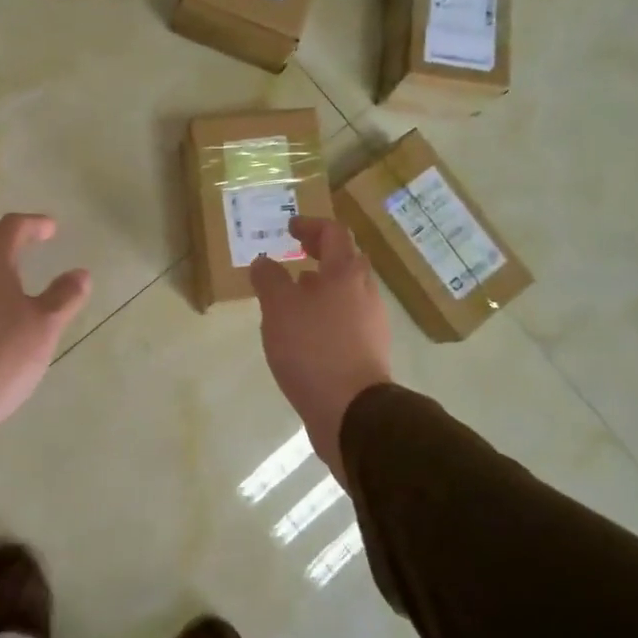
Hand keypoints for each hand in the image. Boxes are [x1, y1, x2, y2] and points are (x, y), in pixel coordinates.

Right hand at [250, 216, 391, 477]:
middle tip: (294, 257)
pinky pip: (346, 321)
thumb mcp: (279, 308)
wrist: (351, 411)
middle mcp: (366, 292)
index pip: (333, 233)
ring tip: (293, 297)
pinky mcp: (369, 352)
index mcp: (347, 273)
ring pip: (346, 293)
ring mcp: (372, 324)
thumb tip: (265, 262)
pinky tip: (304, 334)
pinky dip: (326, 315)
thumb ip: (269, 279)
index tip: (290, 227)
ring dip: (322, 287)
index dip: (310, 226)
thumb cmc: (313, 349)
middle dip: (320, 255)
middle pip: (346, 261)